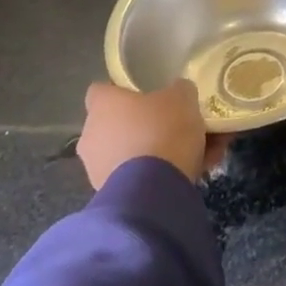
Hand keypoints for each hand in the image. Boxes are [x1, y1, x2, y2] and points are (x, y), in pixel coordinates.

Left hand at [77, 79, 223, 188]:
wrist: (153, 189)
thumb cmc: (162, 130)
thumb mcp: (182, 98)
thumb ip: (179, 90)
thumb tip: (178, 91)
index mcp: (102, 104)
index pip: (101, 90)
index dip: (122, 92)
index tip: (145, 96)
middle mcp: (92, 134)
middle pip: (118, 125)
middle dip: (144, 127)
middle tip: (176, 129)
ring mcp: (96, 168)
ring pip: (130, 154)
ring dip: (154, 154)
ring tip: (193, 157)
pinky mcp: (109, 195)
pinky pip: (137, 178)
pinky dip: (157, 176)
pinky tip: (190, 175)